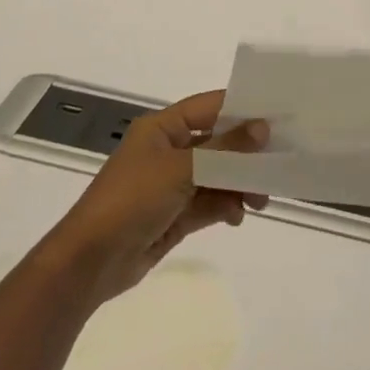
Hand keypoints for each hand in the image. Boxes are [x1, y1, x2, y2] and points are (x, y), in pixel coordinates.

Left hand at [55, 90, 267, 302]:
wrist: (91, 262)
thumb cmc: (132, 200)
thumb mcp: (181, 168)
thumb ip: (225, 149)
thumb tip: (263, 127)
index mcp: (162, 128)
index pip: (210, 107)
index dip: (243, 109)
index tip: (278, 115)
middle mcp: (168, 151)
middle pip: (218, 143)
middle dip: (248, 155)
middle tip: (278, 164)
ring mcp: (172, 184)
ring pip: (219, 175)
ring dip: (241, 185)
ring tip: (261, 200)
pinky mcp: (176, 214)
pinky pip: (211, 202)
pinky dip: (227, 207)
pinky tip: (238, 216)